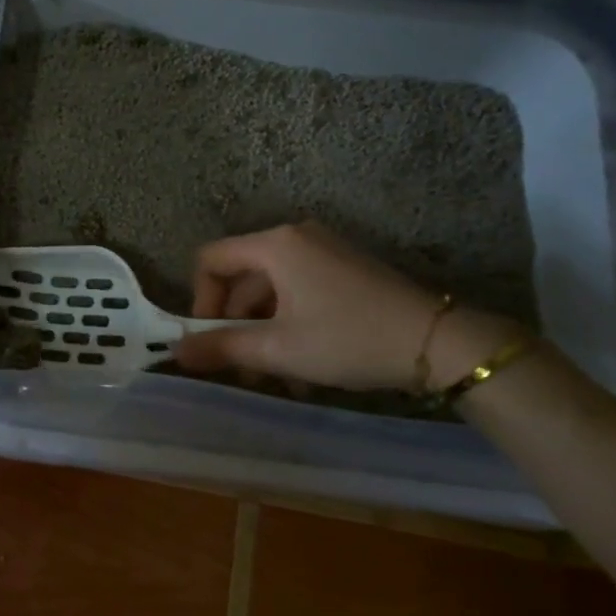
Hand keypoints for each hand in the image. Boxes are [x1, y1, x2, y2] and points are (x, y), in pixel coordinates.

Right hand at [175, 221, 513, 391]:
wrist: (439, 342)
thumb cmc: (348, 339)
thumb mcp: (278, 348)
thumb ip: (222, 348)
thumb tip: (176, 353)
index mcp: (275, 245)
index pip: (211, 260)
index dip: (200, 300)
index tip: (211, 340)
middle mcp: (296, 237)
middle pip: (242, 278)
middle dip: (235, 325)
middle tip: (241, 369)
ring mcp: (325, 251)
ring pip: (273, 291)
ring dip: (265, 333)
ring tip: (275, 379)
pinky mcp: (346, 269)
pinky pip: (301, 292)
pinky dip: (291, 324)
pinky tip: (303, 368)